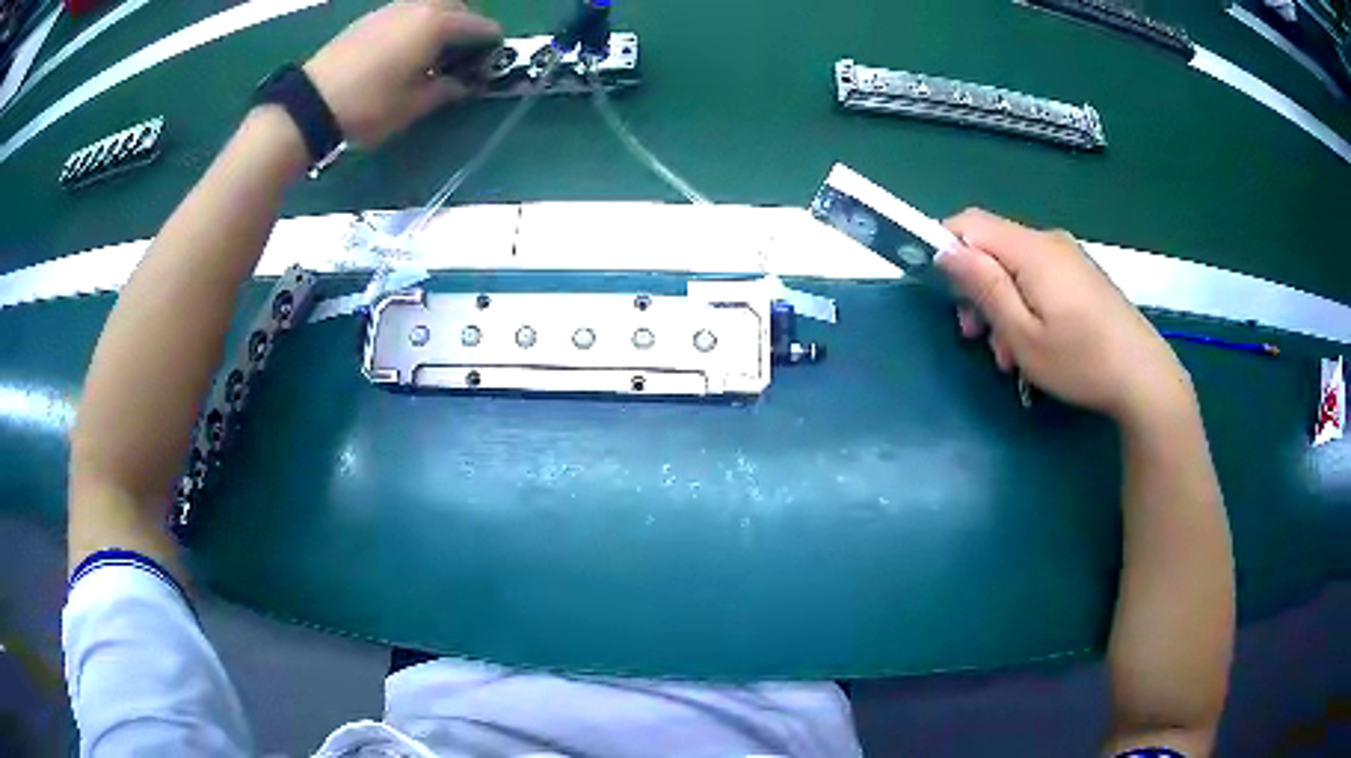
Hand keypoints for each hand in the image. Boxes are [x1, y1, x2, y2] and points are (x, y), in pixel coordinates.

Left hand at [303, 0, 501, 146]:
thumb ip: (446, 90)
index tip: (489, 62)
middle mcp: (418, 6)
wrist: (311, 104)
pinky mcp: (368, 18)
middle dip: (465, 26)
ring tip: (430, 53)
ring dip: (438, 23)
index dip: (490, 44)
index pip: (479, 26)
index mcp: (436, 24)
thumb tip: (463, 84)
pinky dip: (414, 25)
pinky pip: (404, 13)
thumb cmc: (369, 105)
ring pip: (428, 7)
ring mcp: (390, 9)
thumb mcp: (414, 105)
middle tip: (461, 54)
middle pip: (456, 7)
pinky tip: (403, 50)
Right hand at [937, 209, 1194, 426]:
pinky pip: (1039, 278)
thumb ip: (984, 287)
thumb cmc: (1081, 361)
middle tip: (976, 339)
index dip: (946, 246)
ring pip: (1015, 268)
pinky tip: (1035, 344)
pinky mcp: (1082, 275)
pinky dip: (1026, 305)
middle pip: (993, 248)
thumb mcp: (1023, 334)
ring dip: (1002, 305)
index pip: (970, 223)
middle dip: (976, 288)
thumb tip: (946, 251)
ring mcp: (1069, 257)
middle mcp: (1049, 242)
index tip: (944, 292)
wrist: (1144, 377)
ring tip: (1009, 355)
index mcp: (1031, 250)